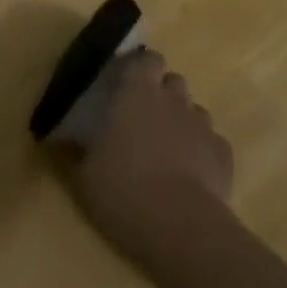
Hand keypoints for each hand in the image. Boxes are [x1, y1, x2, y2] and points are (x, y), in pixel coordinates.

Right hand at [67, 51, 233, 266]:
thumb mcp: (84, 177)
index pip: (147, 60)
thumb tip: (63, 139)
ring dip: (182, 122)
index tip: (129, 84)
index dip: (142, 68)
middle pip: (173, 81)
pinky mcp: (223, 154)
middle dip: (163, 94)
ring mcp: (202, 125)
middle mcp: (173, 99)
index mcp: (138, 94)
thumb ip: (76, 152)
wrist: (181, 228)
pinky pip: (212, 143)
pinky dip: (203, 153)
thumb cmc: (124, 192)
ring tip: (169, 151)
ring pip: (194, 110)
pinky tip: (192, 176)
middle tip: (146, 120)